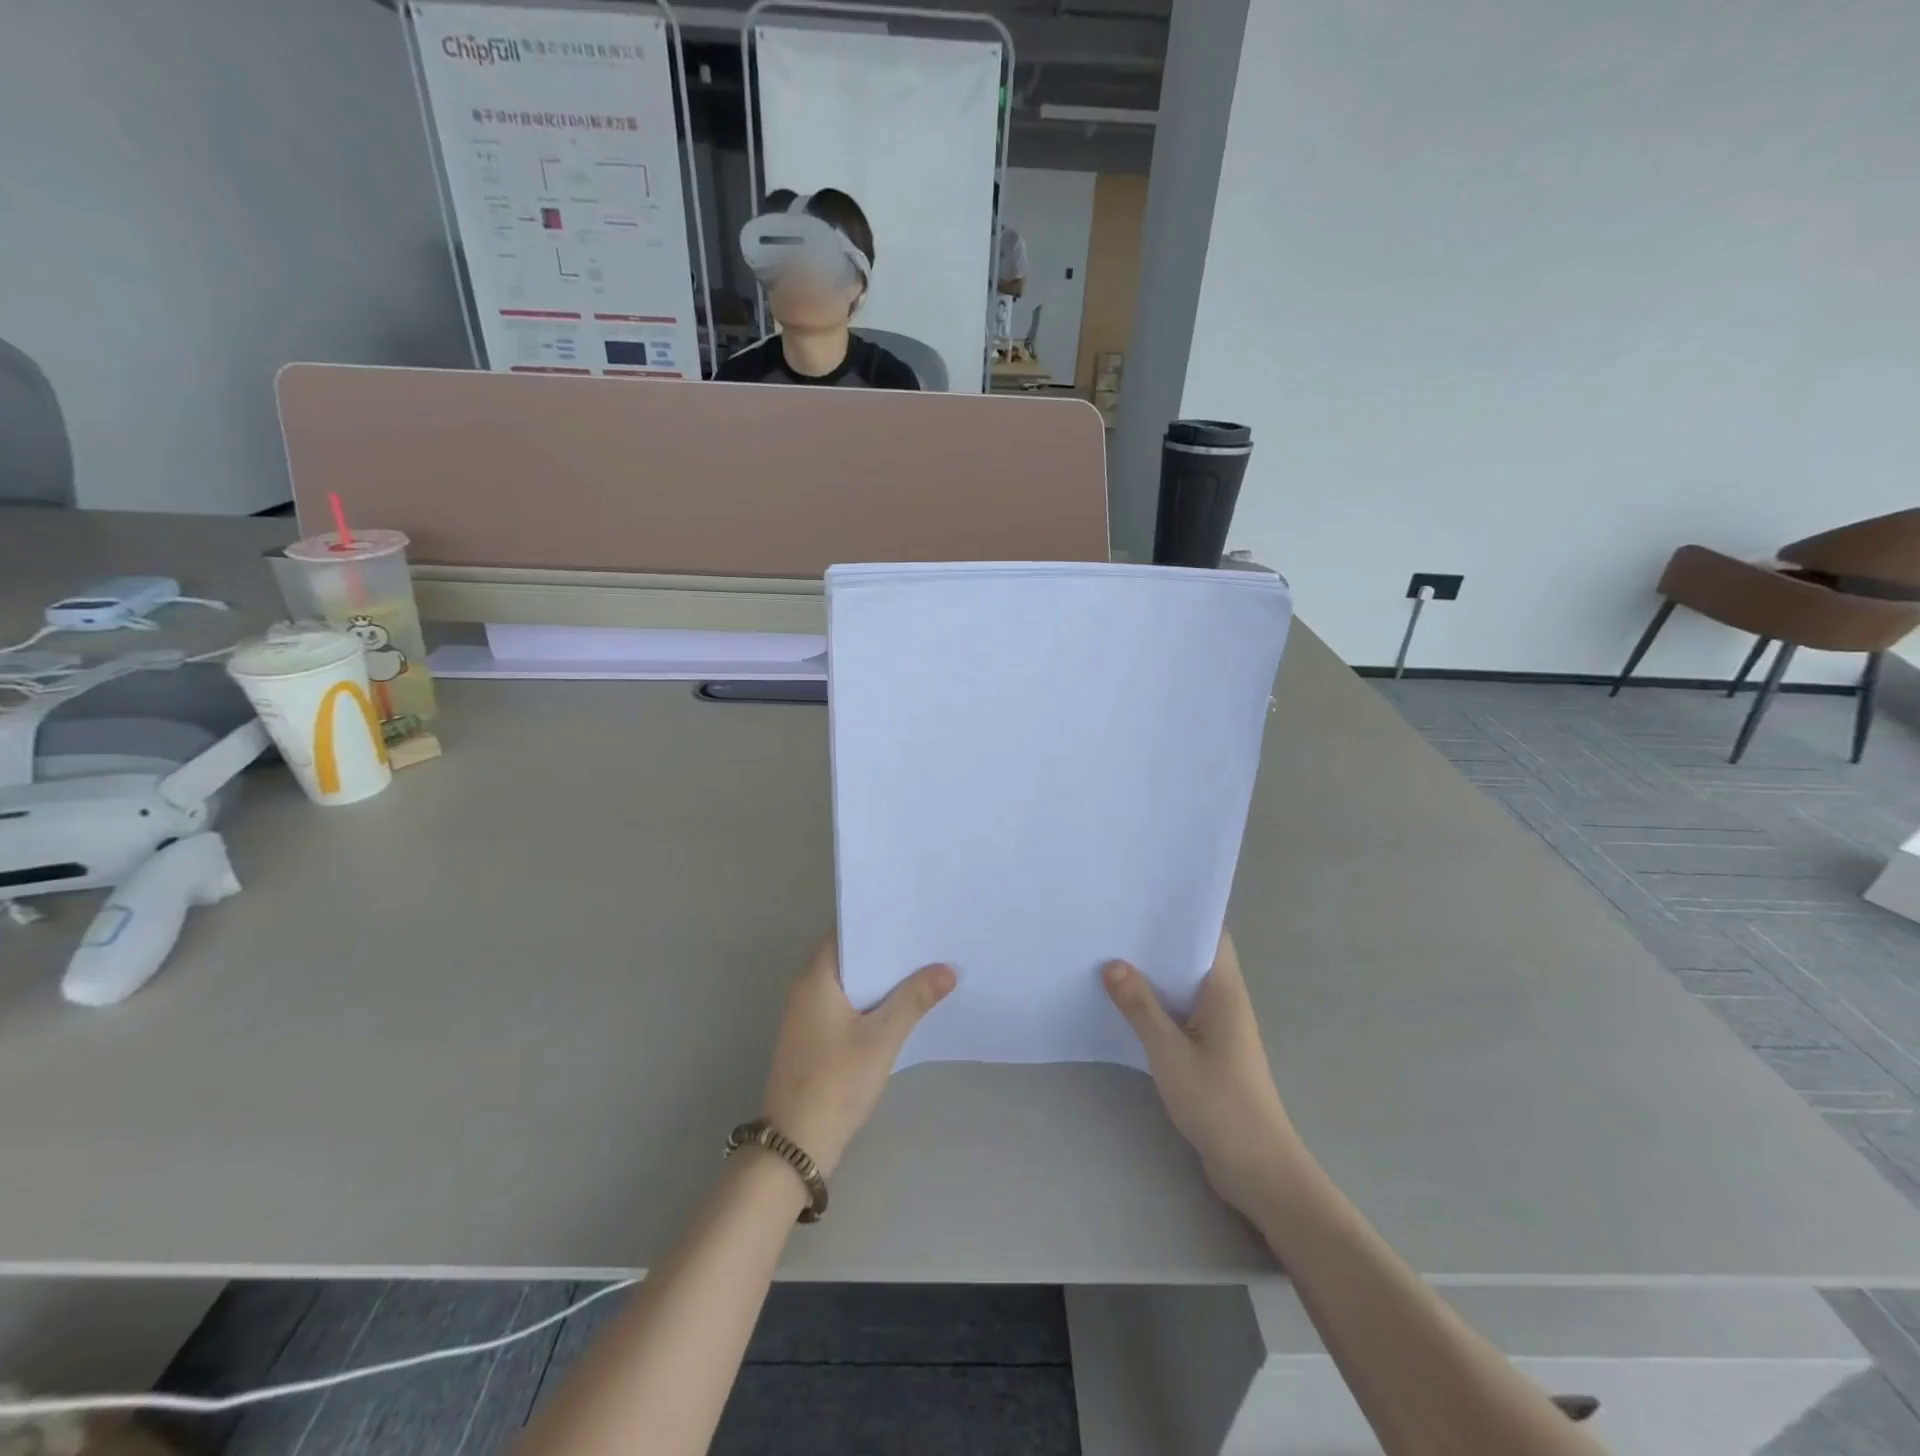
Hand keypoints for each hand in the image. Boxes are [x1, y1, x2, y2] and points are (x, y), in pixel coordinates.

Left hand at [761, 937, 955, 1177]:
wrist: (795, 1145)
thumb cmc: (836, 1082)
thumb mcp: (882, 1038)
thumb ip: (914, 999)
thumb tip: (947, 968)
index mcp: (815, 978)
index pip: (845, 933)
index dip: (877, 923)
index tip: (911, 916)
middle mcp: (805, 989)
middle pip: (849, 958)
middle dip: (885, 952)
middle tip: (926, 941)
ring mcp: (807, 1016)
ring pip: (849, 984)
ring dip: (880, 979)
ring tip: (922, 968)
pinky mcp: (813, 1039)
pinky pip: (845, 1006)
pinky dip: (870, 1002)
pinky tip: (900, 1007)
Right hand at [1103, 934, 1309, 1220]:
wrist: (1257, 1168)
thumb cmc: (1219, 1103)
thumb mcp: (1170, 1052)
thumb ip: (1140, 1006)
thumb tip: (1113, 963)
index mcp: (1224, 990)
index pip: (1210, 934)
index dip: (1180, 913)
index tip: (1142, 899)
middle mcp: (1225, 1000)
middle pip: (1192, 957)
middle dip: (1157, 941)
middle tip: (1113, 924)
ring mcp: (1219, 1026)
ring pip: (1184, 986)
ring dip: (1154, 974)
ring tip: (1110, 956)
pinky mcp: (1210, 1050)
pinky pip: (1181, 1012)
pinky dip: (1157, 1003)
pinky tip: (1126, 1004)